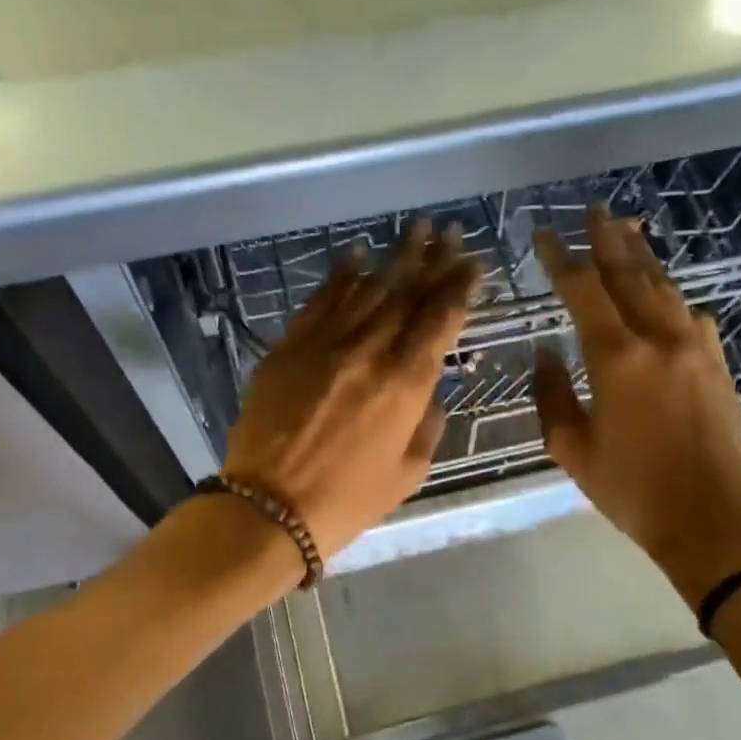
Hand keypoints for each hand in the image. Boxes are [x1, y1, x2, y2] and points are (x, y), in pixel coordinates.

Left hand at [223, 219, 477, 560]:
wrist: (268, 509)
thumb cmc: (346, 502)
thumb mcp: (408, 474)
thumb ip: (427, 425)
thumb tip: (431, 392)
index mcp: (405, 385)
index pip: (440, 321)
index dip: (459, 287)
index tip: (472, 263)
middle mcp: (369, 352)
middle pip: (406, 293)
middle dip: (432, 259)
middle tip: (450, 231)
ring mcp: (325, 345)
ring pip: (366, 289)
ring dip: (394, 257)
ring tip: (416, 230)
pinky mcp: (288, 348)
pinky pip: (320, 301)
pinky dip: (341, 276)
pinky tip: (357, 254)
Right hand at [531, 206, 740, 606]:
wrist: (710, 521)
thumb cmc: (631, 490)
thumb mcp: (572, 449)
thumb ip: (551, 395)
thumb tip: (546, 353)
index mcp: (617, 358)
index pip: (583, 291)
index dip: (561, 259)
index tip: (544, 235)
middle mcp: (660, 339)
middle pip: (630, 275)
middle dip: (608, 240)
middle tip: (595, 211)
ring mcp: (696, 349)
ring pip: (666, 289)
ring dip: (643, 259)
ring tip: (629, 231)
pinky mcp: (718, 366)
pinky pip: (691, 317)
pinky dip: (672, 299)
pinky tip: (667, 297)